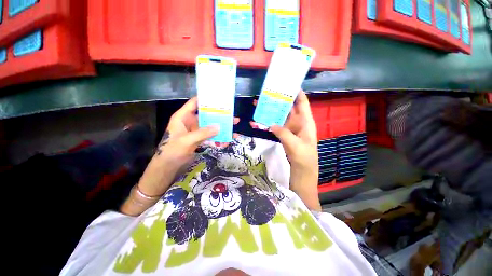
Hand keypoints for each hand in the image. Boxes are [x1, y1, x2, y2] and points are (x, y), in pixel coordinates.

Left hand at [139, 97, 238, 196]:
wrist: (168, 167)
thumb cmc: (172, 150)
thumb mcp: (187, 140)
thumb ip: (203, 133)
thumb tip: (219, 127)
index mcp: (183, 117)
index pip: (195, 103)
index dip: (206, 99)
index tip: (219, 99)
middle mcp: (190, 121)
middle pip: (207, 115)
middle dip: (220, 117)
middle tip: (233, 117)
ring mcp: (196, 131)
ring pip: (211, 127)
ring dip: (222, 129)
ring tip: (234, 132)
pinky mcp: (199, 139)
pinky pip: (211, 136)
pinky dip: (218, 139)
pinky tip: (226, 143)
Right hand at [252, 91, 319, 210]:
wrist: (302, 175)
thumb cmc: (305, 161)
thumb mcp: (296, 146)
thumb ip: (284, 134)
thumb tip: (271, 124)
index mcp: (306, 123)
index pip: (302, 103)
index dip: (297, 92)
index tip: (287, 83)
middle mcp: (298, 124)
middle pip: (289, 108)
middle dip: (279, 100)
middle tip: (268, 92)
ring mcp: (289, 130)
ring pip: (280, 117)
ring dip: (271, 111)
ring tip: (260, 104)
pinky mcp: (283, 136)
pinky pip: (275, 126)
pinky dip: (268, 123)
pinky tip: (259, 121)